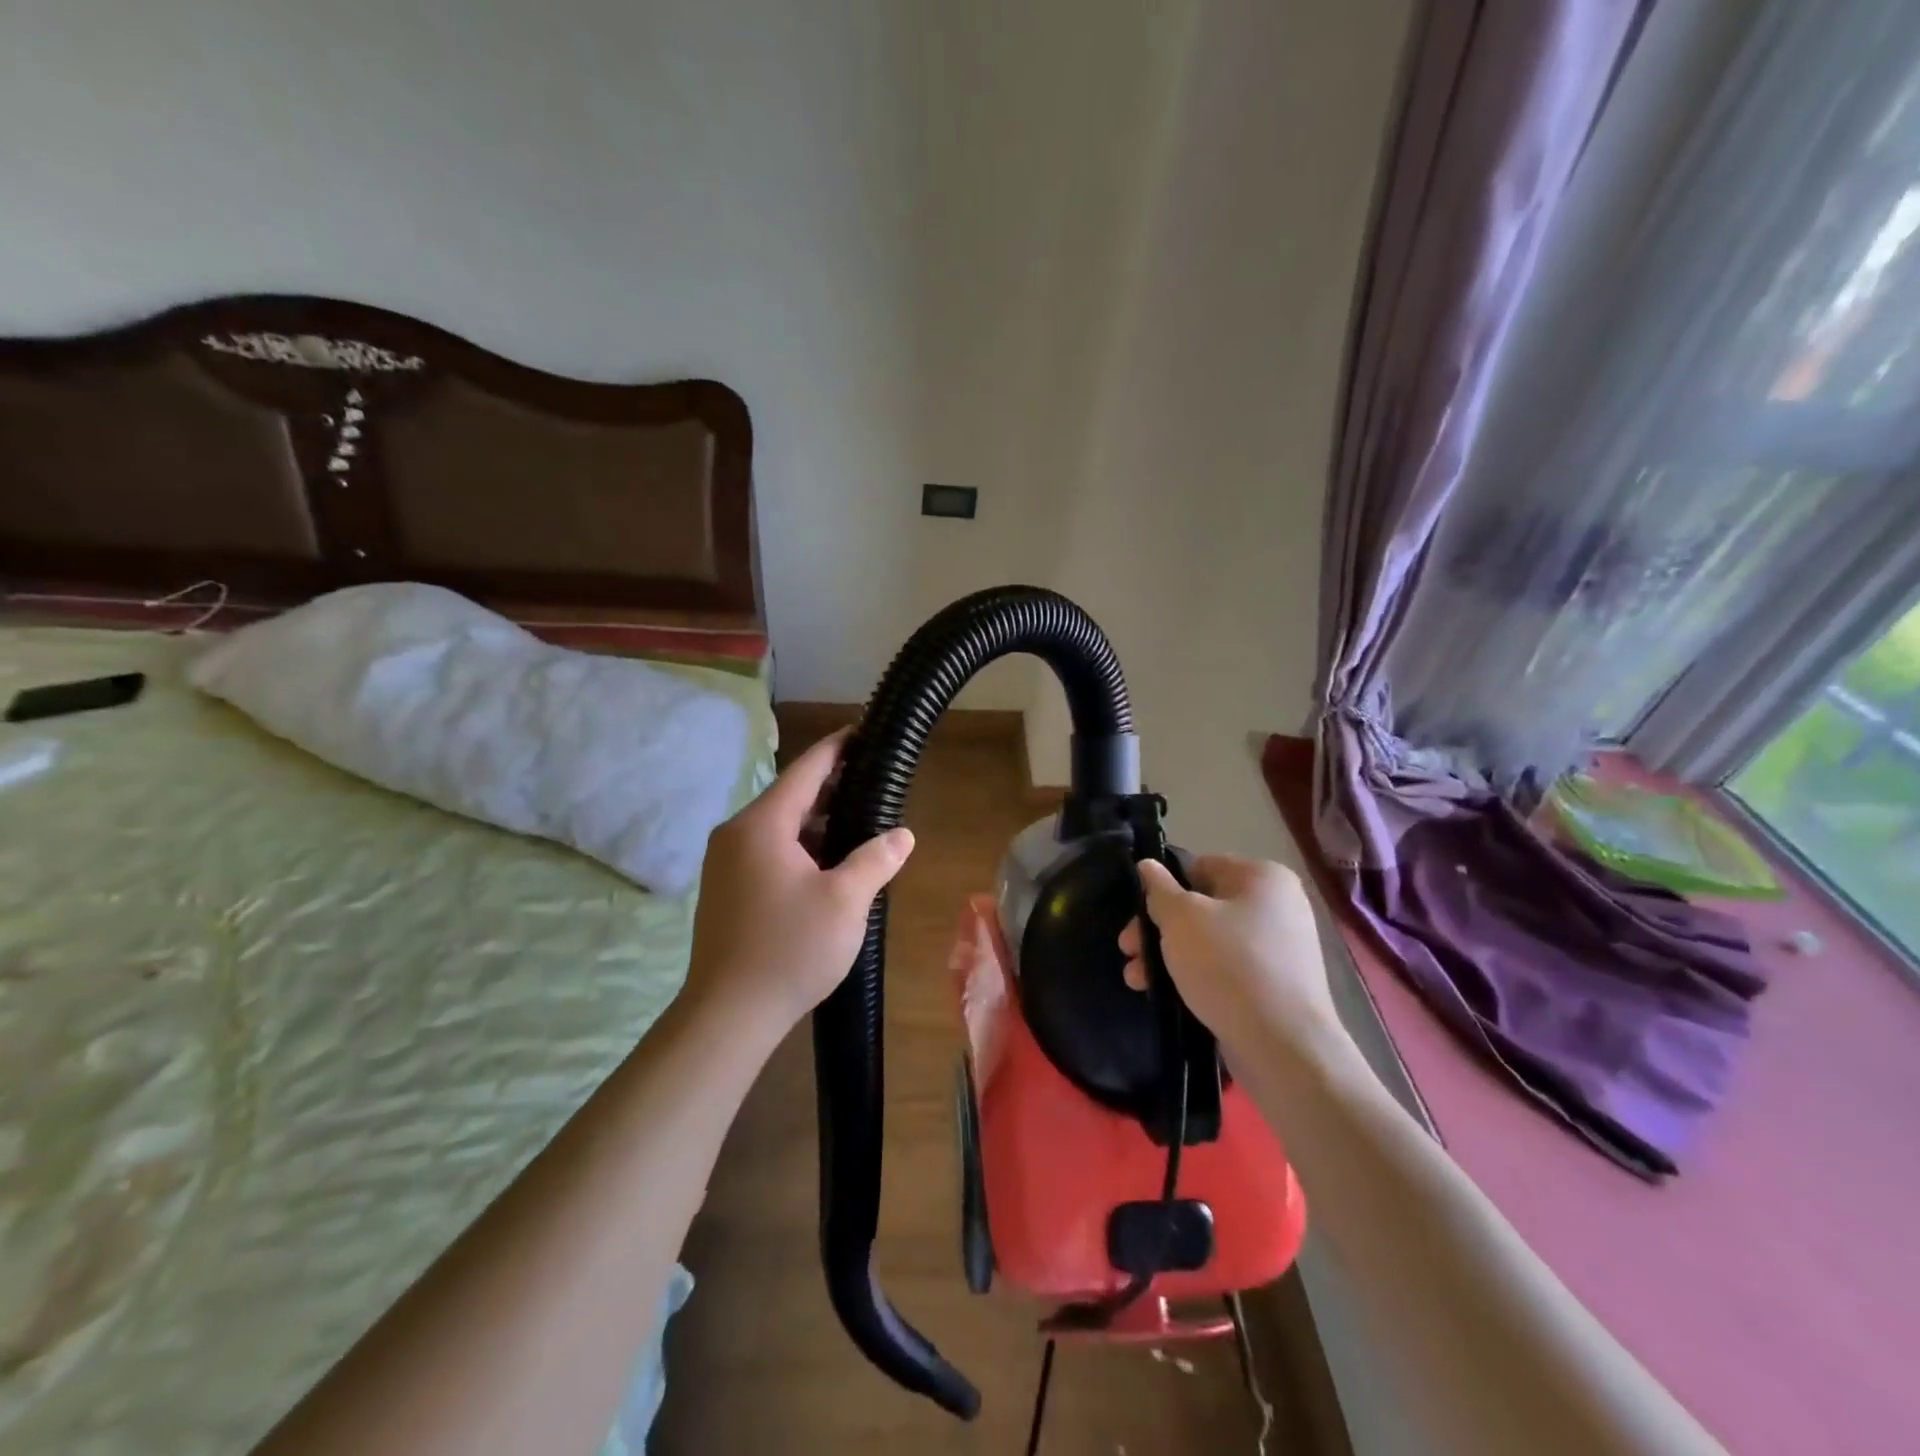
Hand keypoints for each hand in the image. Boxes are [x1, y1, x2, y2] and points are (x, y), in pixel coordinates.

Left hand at [682, 731, 913, 1037]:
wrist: (728, 1015)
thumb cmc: (790, 949)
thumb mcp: (846, 901)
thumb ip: (876, 859)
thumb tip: (903, 835)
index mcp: (761, 825)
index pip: (805, 770)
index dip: (836, 749)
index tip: (862, 732)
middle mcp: (736, 834)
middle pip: (790, 797)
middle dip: (832, 788)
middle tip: (875, 783)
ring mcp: (725, 863)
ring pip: (779, 828)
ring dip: (817, 823)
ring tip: (860, 822)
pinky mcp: (726, 889)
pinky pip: (768, 851)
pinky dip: (800, 847)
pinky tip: (828, 863)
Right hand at [1119, 855, 1341, 1056]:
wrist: (1283, 1047)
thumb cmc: (1228, 966)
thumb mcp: (1181, 919)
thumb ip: (1159, 890)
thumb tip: (1147, 866)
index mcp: (1262, 877)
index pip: (1199, 867)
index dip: (1162, 890)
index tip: (1137, 917)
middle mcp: (1278, 906)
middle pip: (1201, 907)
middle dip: (1159, 930)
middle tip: (1128, 950)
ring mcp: (1280, 948)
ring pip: (1209, 940)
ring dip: (1170, 956)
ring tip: (1137, 979)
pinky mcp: (1276, 985)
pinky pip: (1227, 969)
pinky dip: (1197, 976)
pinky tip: (1167, 994)